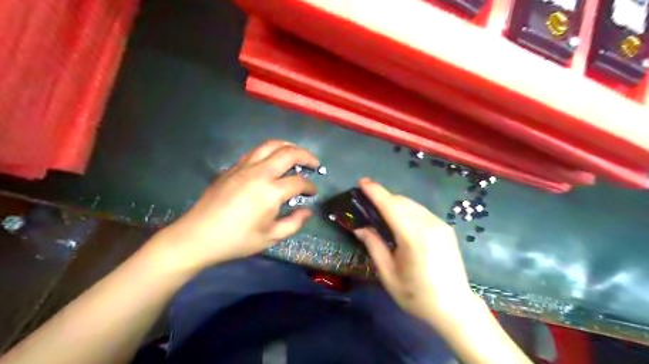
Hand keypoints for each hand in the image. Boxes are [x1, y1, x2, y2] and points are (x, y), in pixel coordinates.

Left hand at [153, 140, 319, 271]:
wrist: (197, 236)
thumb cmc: (236, 240)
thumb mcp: (269, 238)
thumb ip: (293, 223)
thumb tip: (307, 211)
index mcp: (270, 192)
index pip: (298, 182)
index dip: (310, 186)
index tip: (313, 193)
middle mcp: (259, 173)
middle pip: (288, 153)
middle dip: (306, 156)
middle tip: (314, 163)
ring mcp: (244, 167)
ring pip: (271, 145)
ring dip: (288, 147)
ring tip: (296, 154)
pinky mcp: (232, 167)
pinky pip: (255, 151)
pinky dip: (270, 151)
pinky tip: (272, 160)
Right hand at [354, 177, 475, 327]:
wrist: (455, 307)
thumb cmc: (417, 295)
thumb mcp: (388, 275)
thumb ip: (374, 246)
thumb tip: (360, 228)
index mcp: (413, 238)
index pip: (391, 206)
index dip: (375, 192)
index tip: (362, 182)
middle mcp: (429, 225)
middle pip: (401, 201)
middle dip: (383, 197)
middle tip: (367, 200)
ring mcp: (440, 225)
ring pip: (412, 204)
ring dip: (395, 203)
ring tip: (382, 210)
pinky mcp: (446, 228)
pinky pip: (421, 211)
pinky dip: (407, 210)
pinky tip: (401, 220)